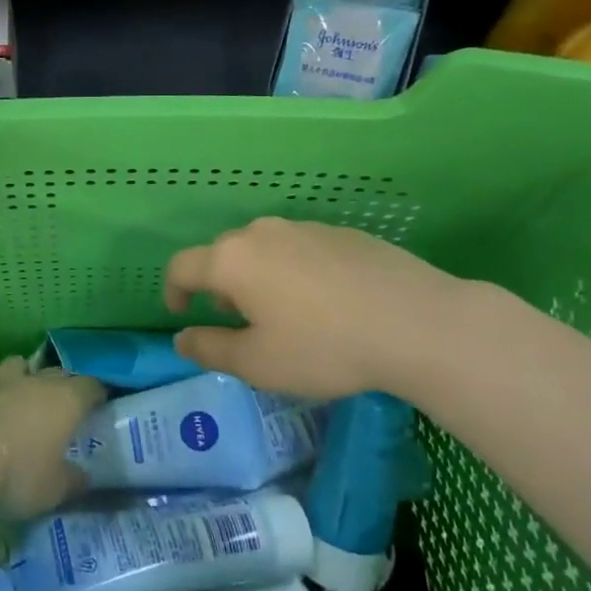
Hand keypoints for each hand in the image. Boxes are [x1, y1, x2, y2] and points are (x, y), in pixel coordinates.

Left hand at [0, 357, 103, 518]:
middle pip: (59, 373)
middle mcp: (39, 382)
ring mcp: (4, 381)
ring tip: (27, 397)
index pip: (91, 385)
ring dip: (28, 377)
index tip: (100, 405)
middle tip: (66, 407)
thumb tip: (84, 478)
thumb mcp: (54, 489)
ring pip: (23, 366)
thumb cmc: (19, 472)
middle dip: (65, 385)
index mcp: (68, 400)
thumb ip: (73, 481)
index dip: (97, 394)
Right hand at [164, 217, 473, 400]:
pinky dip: (295, 271)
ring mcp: (306, 227)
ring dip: (257, 277)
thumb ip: (209, 349)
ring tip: (283, 313)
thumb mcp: (257, 363)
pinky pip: (301, 249)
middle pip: (223, 254)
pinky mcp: (343, 233)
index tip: (180, 314)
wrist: (418, 323)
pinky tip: (325, 303)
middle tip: (237, 322)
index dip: (172, 291)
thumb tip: (181, 339)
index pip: (182, 267)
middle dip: (219, 286)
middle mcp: (262, 232)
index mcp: (232, 260)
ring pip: (264, 249)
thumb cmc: (324, 347)